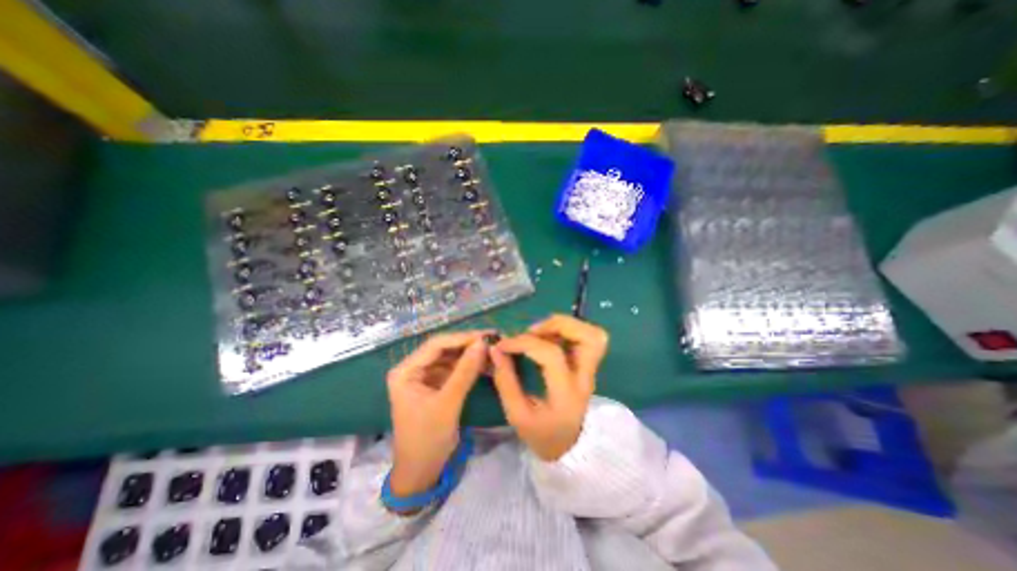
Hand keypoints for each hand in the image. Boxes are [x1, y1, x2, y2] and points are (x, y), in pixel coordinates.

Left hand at [385, 331, 492, 499]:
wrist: (422, 473)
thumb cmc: (428, 439)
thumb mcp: (448, 404)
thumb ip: (465, 372)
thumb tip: (482, 343)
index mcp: (405, 371)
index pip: (435, 345)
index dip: (461, 338)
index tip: (486, 336)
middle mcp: (412, 369)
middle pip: (443, 349)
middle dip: (467, 345)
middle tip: (492, 340)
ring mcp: (424, 377)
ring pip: (450, 358)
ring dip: (470, 355)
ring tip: (492, 351)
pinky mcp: (435, 386)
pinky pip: (453, 370)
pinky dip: (468, 367)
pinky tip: (484, 364)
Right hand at [488, 314, 606, 461]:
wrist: (569, 449)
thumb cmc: (542, 435)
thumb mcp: (517, 415)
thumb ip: (505, 380)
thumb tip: (495, 349)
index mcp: (566, 394)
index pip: (551, 355)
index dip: (524, 343)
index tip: (503, 345)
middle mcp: (585, 378)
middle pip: (589, 337)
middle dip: (558, 325)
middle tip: (532, 331)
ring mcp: (591, 370)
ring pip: (593, 335)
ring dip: (565, 325)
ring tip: (539, 332)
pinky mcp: (588, 366)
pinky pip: (585, 338)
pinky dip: (566, 331)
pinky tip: (547, 338)